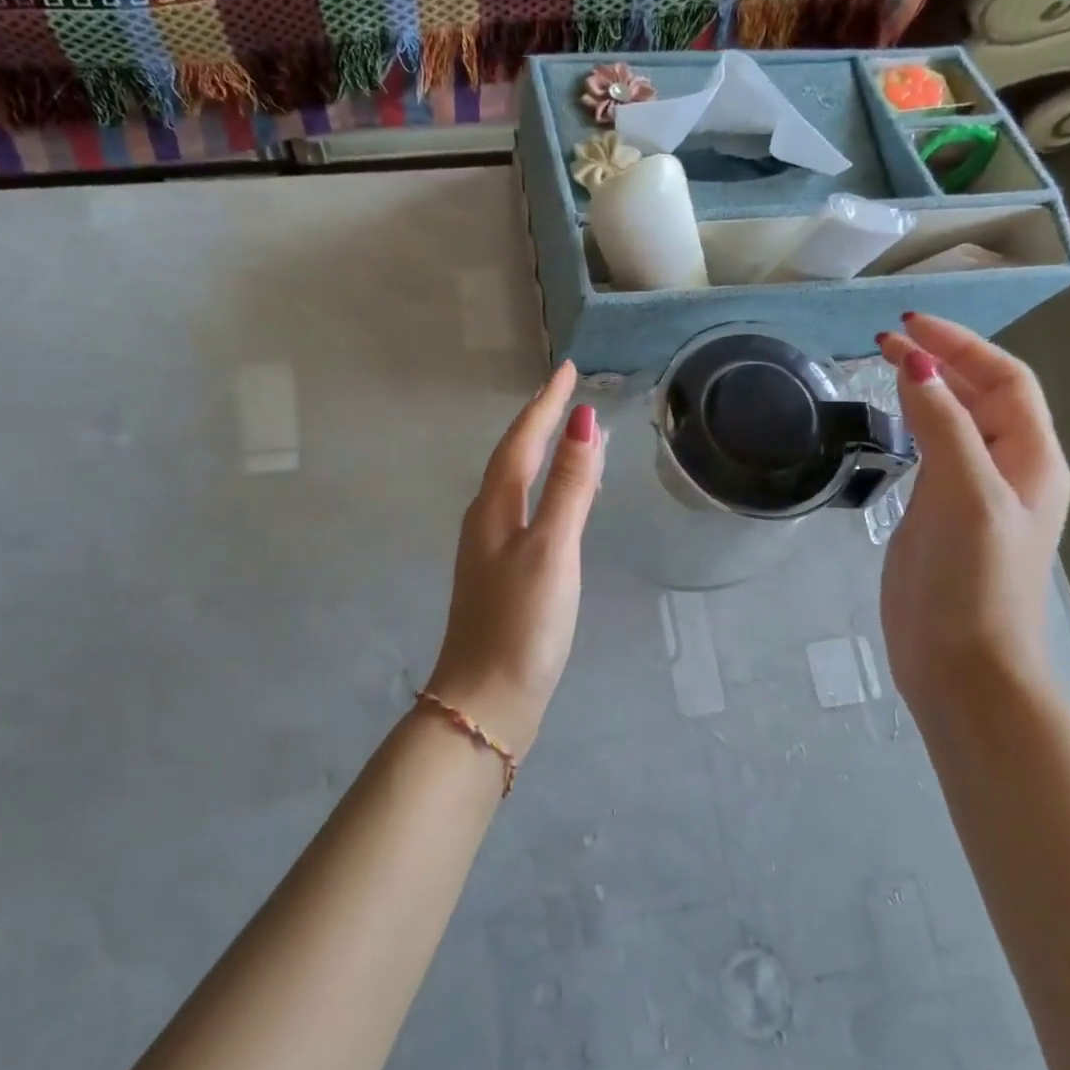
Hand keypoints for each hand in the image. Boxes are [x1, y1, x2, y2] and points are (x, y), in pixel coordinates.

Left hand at [425, 361, 606, 754]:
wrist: (487, 699)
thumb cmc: (521, 623)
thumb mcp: (552, 549)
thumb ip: (570, 488)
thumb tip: (583, 424)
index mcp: (495, 507)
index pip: (522, 440)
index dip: (545, 404)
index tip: (566, 370)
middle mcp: (486, 520)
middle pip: (512, 457)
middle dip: (538, 422)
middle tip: (564, 394)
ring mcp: (490, 549)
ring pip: (516, 485)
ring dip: (539, 454)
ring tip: (567, 436)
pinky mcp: (501, 575)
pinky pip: (523, 513)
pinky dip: (544, 492)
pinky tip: (560, 504)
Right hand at [876, 314, 1069, 707]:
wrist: (960, 663)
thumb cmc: (972, 579)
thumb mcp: (964, 494)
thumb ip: (943, 426)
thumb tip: (918, 364)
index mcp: (1030, 460)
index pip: (1005, 380)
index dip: (962, 346)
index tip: (908, 325)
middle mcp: (1009, 470)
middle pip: (983, 396)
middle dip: (942, 360)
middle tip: (887, 339)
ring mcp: (973, 495)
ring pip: (957, 423)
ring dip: (928, 389)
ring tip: (887, 366)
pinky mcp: (940, 517)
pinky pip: (934, 453)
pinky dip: (914, 425)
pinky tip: (892, 421)